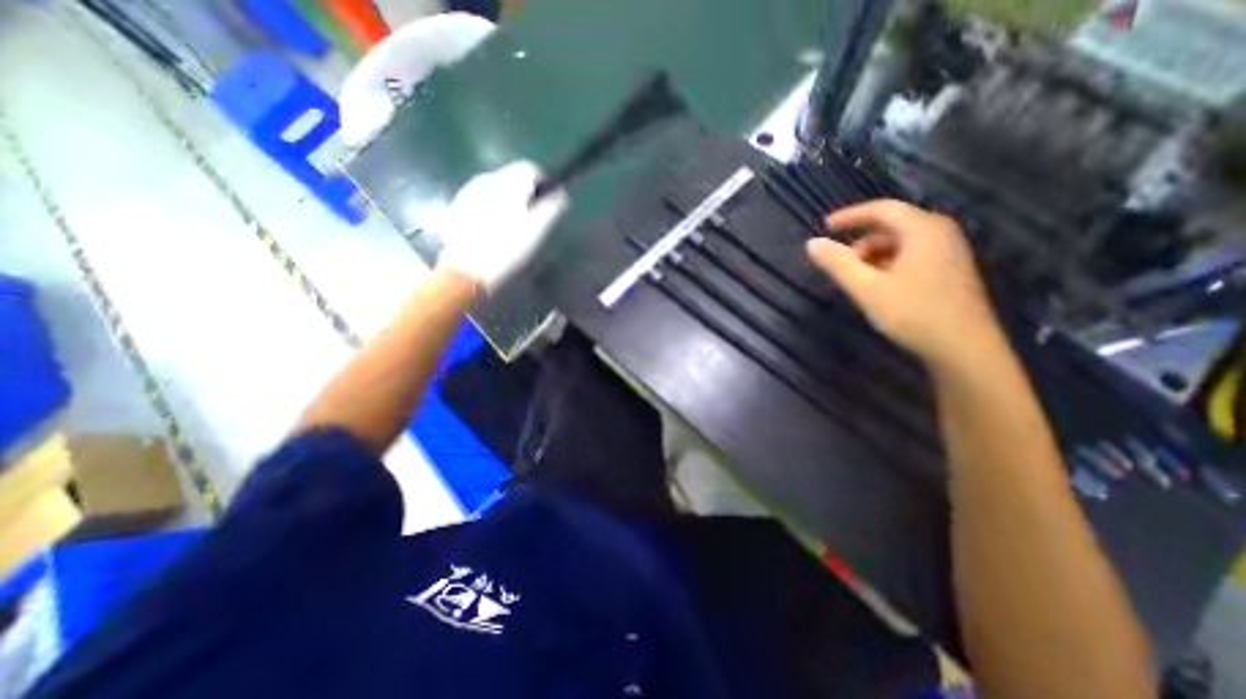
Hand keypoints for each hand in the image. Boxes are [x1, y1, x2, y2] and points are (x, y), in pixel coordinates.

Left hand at [433, 162, 569, 293]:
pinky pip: (480, 206)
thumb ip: (552, 208)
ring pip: (495, 193)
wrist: (466, 274)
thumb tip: (560, 194)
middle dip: (525, 198)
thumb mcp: (537, 231)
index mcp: (506, 182)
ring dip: (507, 207)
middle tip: (532, 226)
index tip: (549, 209)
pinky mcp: (455, 212)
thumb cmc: (507, 252)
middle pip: (511, 181)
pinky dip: (490, 215)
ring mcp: (466, 195)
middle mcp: (484, 180)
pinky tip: (492, 237)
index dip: (544, 187)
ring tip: (512, 234)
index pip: (531, 170)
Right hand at [809, 197, 998, 370]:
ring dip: (874, 256)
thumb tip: (812, 243)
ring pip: (902, 243)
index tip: (825, 226)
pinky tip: (881, 287)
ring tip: (859, 281)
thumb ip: (838, 263)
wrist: (965, 348)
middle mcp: (941, 233)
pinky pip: (913, 255)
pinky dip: (890, 264)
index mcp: (923, 230)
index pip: (882, 210)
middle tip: (842, 265)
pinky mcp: (952, 270)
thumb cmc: (913, 313)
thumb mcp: (866, 288)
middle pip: (892, 226)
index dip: (850, 215)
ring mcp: (950, 251)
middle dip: (861, 243)